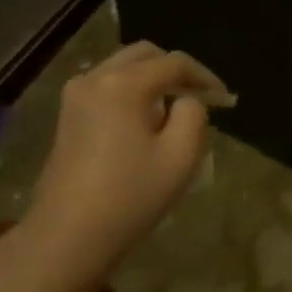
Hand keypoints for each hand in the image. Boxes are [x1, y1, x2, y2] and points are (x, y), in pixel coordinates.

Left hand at [27, 42, 232, 261]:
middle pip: (144, 55)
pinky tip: (145, 122)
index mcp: (123, 84)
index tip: (225, 99)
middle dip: (176, 71)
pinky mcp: (67, 116)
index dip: (204, 76)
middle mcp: (95, 78)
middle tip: (200, 97)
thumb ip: (194, 116)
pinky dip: (131, 92)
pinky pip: (107, 86)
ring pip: (122, 68)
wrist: (67, 237)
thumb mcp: (180, 157)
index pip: (174, 63)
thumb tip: (186, 101)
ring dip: (152, 80)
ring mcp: (75, 96)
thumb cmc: (129, 197)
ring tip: (175, 110)